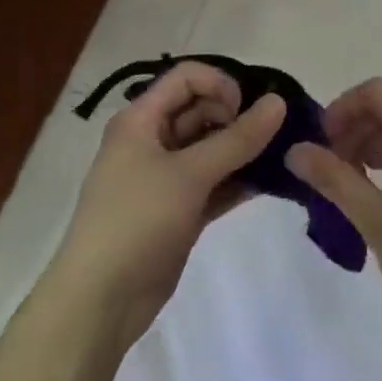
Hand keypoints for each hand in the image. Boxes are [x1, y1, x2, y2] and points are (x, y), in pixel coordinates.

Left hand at [50, 62, 285, 348]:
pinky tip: (269, 184)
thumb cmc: (137, 221)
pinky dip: (237, 180)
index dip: (220, 84)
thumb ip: (237, 138)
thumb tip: (278, 101)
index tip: (247, 110)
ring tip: (281, 157)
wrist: (100, 302)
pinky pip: (213, 182)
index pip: (186, 78)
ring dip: (242, 150)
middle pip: (201, 110)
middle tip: (273, 136)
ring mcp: (164, 177)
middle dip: (237, 117)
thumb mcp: (189, 174)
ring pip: (210, 148)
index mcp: (141, 120)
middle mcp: (151, 140)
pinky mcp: (177, 210)